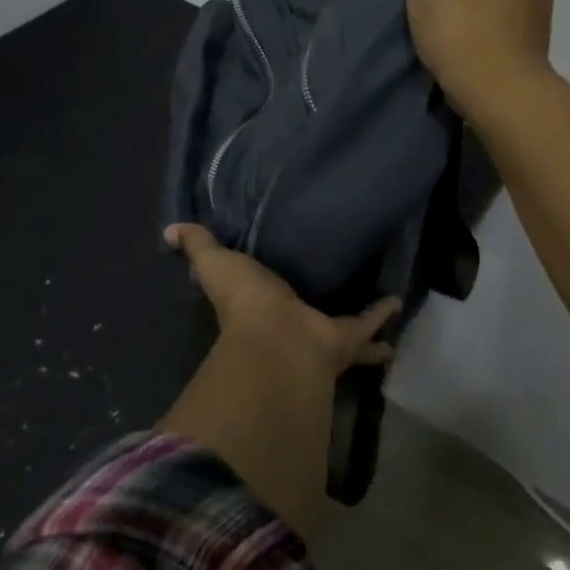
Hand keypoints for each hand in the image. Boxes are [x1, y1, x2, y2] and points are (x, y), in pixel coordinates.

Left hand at [157, 224, 397, 535]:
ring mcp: (318, 333)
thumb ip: (199, 246)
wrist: (277, 339)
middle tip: (335, 289)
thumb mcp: (217, 263)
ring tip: (378, 307)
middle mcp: (290, 322)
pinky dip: (382, 314)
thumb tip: (170, 230)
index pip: (265, 291)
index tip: (278, 272)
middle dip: (320, 304)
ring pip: (343, 326)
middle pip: (309, 310)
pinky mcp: (345, 339)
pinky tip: (399, 301)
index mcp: (260, 305)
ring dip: (359, 321)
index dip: (270, 282)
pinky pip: (367, 325)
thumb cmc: (245, 301)